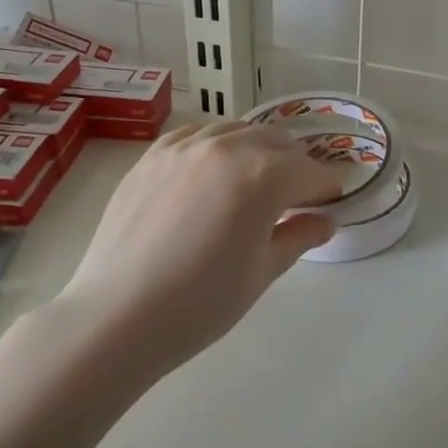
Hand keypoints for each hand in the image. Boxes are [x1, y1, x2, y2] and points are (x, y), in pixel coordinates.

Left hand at [59, 121, 345, 374]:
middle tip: (295, 198)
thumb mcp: (262, 273)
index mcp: (264, 175)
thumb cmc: (200, 303)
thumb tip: (325, 221)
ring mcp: (186, 146)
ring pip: (238, 131)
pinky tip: (211, 169)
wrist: (116, 317)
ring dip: (257, 150)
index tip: (331, 203)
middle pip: (278, 143)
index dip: (328, 188)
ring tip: (253, 182)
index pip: (311, 172)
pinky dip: (215, 145)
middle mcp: (229, 146)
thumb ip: (298, 236)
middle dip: (295, 166)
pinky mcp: (153, 155)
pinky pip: (196, 134)